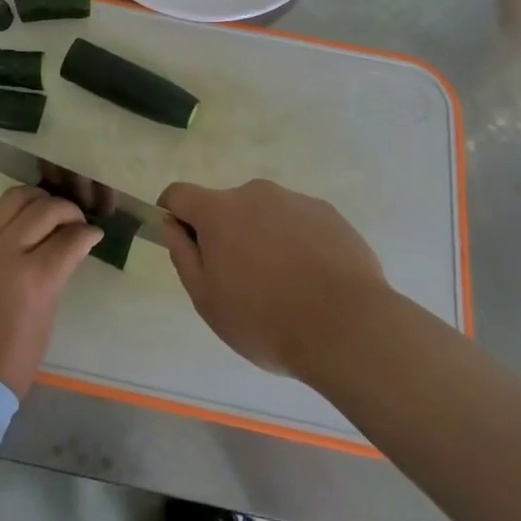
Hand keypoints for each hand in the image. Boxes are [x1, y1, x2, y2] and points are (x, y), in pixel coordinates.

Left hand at [0, 187, 102, 397]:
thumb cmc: (10, 363)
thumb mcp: (45, 318)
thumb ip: (55, 277)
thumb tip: (65, 250)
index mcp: (35, 278)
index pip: (70, 238)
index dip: (88, 233)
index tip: (94, 233)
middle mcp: (6, 252)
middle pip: (44, 209)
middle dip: (68, 210)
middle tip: (75, 221)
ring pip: (14, 198)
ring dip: (37, 200)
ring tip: (47, 212)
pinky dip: (10, 214)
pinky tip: (19, 225)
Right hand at [159, 179, 388, 378]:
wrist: (348, 327)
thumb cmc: (265, 320)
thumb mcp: (207, 300)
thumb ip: (183, 255)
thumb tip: (172, 225)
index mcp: (219, 211)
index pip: (179, 194)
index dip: (173, 214)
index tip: (182, 242)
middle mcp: (255, 193)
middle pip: (226, 207)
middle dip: (226, 235)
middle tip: (241, 283)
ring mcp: (295, 200)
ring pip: (265, 215)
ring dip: (263, 239)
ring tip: (285, 288)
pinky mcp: (328, 213)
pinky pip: (299, 223)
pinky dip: (297, 244)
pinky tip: (313, 282)